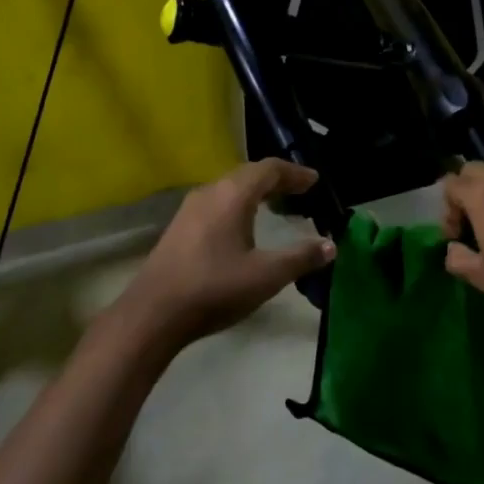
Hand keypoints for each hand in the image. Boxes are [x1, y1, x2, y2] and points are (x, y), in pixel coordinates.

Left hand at [127, 159, 335, 348]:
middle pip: (248, 173)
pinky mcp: (179, 227)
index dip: (295, 173)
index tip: (315, 182)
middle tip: (299, 192)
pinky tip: (242, 226)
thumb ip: (300, 258)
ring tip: (275, 205)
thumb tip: (331, 245)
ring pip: (230, 187)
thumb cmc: (214, 288)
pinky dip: (238, 204)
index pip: (269, 169)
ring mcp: (190, 208)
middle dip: (276, 179)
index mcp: (233, 194)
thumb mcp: (266, 276)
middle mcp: (211, 191)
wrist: (152, 314)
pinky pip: (217, 202)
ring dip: (255, 191)